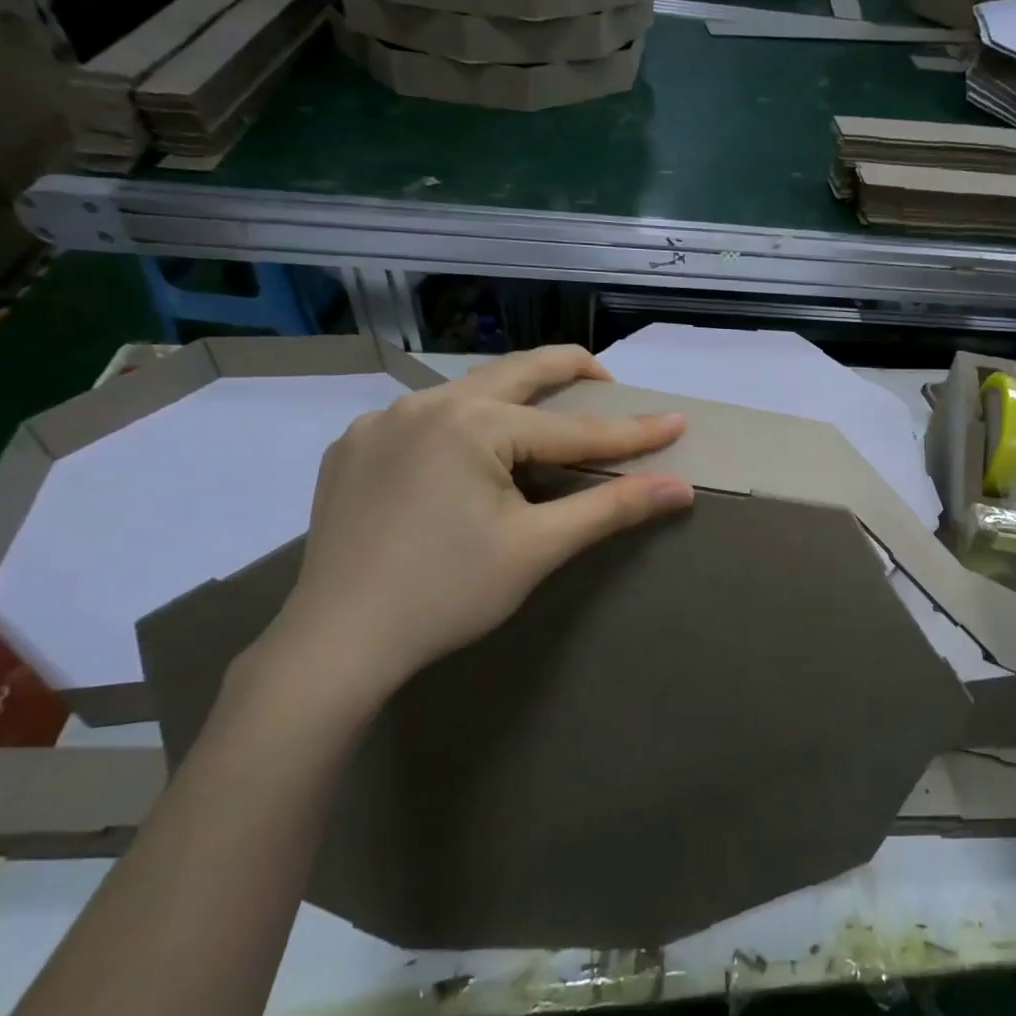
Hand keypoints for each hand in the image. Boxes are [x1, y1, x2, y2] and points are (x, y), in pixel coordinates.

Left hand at [250, 347, 693, 721]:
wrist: (336, 643)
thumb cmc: (448, 594)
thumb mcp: (538, 548)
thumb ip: (612, 509)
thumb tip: (680, 489)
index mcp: (473, 424)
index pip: (573, 428)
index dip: (630, 431)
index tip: (676, 421)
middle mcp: (425, 404)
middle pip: (517, 373)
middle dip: (569, 372)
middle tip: (607, 385)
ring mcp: (381, 421)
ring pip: (467, 392)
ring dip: (514, 397)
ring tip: (542, 422)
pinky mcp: (353, 447)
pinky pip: (424, 418)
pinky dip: (464, 423)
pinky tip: (468, 459)